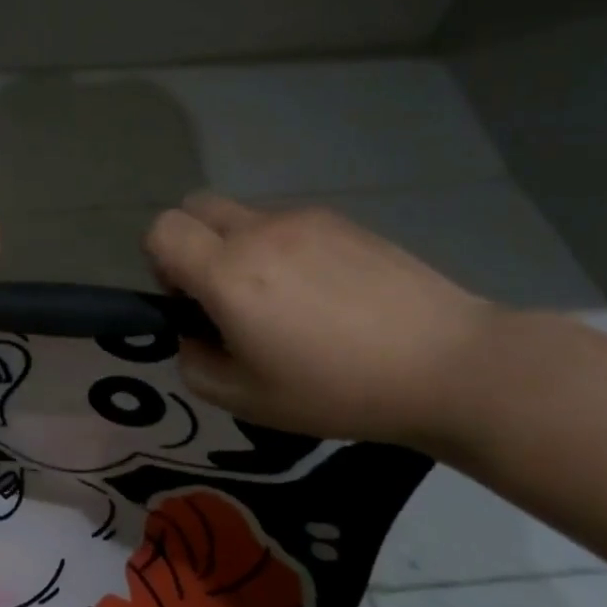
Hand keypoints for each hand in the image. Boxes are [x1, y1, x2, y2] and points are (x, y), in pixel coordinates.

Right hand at [144, 194, 497, 446]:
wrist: (447, 365)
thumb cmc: (337, 390)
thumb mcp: (246, 400)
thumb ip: (194, 364)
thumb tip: (192, 335)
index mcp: (228, 274)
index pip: (161, 230)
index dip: (159, 261)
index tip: (188, 299)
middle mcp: (258, 233)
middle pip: (194, 206)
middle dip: (191, 242)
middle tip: (222, 292)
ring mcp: (304, 220)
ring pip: (242, 215)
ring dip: (239, 246)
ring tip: (284, 299)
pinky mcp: (342, 221)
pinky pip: (286, 222)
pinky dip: (282, 247)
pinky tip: (324, 292)